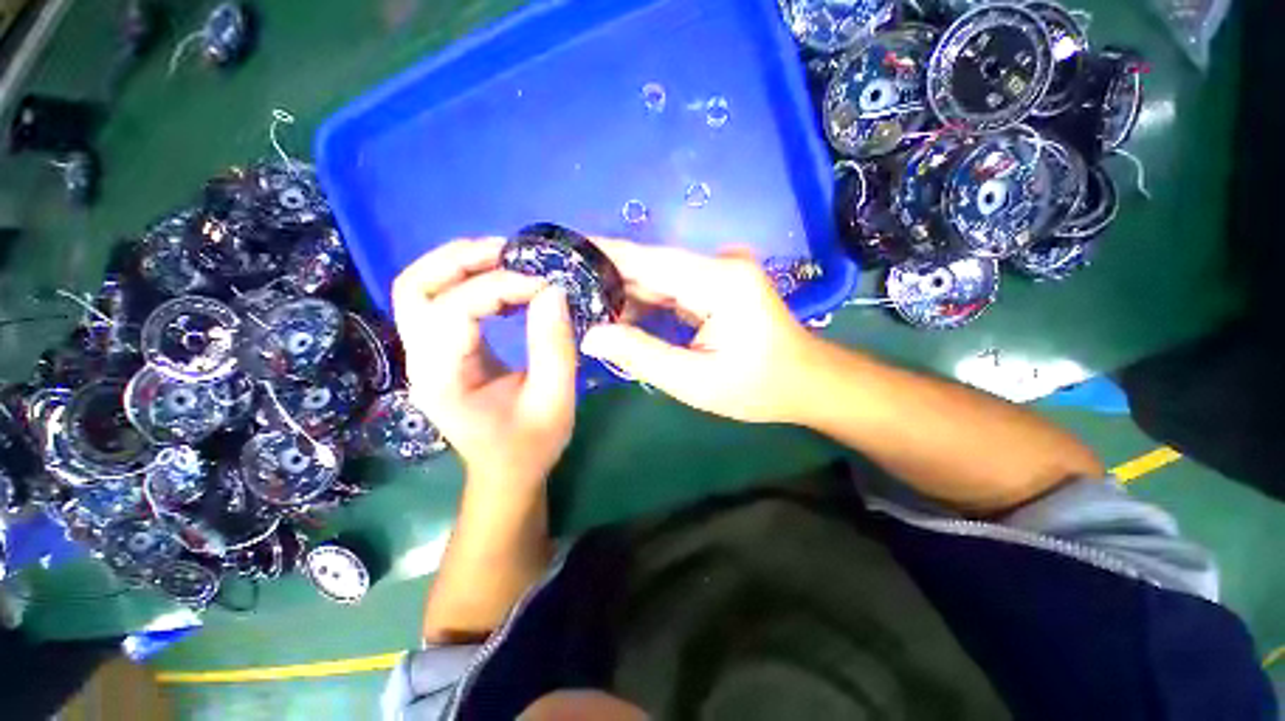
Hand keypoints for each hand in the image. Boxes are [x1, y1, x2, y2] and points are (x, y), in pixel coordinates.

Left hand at [392, 239, 577, 488]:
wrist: (506, 471)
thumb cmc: (531, 445)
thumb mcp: (554, 400)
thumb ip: (555, 348)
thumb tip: (553, 290)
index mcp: (443, 379)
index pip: (455, 310)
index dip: (500, 287)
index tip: (545, 284)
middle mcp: (420, 361)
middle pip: (415, 288)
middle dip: (461, 260)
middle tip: (511, 251)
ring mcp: (424, 354)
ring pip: (419, 288)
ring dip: (459, 264)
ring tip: (507, 258)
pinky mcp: (439, 351)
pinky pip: (440, 301)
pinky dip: (467, 281)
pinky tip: (503, 284)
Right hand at [581, 241, 821, 424]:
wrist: (807, 382)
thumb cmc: (758, 387)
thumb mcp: (695, 380)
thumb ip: (641, 355)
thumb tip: (591, 335)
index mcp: (718, 280)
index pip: (648, 259)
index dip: (602, 253)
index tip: (561, 250)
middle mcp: (719, 264)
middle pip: (651, 265)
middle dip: (607, 277)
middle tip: (563, 288)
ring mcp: (721, 271)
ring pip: (659, 276)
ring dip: (624, 292)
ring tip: (583, 305)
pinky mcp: (719, 283)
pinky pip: (672, 286)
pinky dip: (646, 300)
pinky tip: (620, 315)